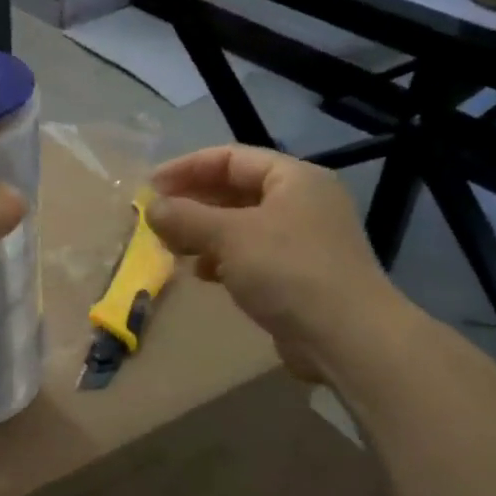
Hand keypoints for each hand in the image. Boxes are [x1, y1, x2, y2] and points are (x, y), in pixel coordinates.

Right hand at [148, 146, 415, 383]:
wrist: (345, 337)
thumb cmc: (288, 271)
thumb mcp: (230, 236)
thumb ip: (186, 217)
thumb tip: (151, 207)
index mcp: (294, 178)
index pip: (231, 158)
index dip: (187, 168)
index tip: (150, 187)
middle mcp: (301, 202)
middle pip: (235, 191)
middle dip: (193, 204)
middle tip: (155, 221)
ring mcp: (302, 241)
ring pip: (240, 226)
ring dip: (203, 234)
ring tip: (171, 248)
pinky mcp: (297, 275)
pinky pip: (250, 256)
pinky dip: (222, 260)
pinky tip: (201, 274)